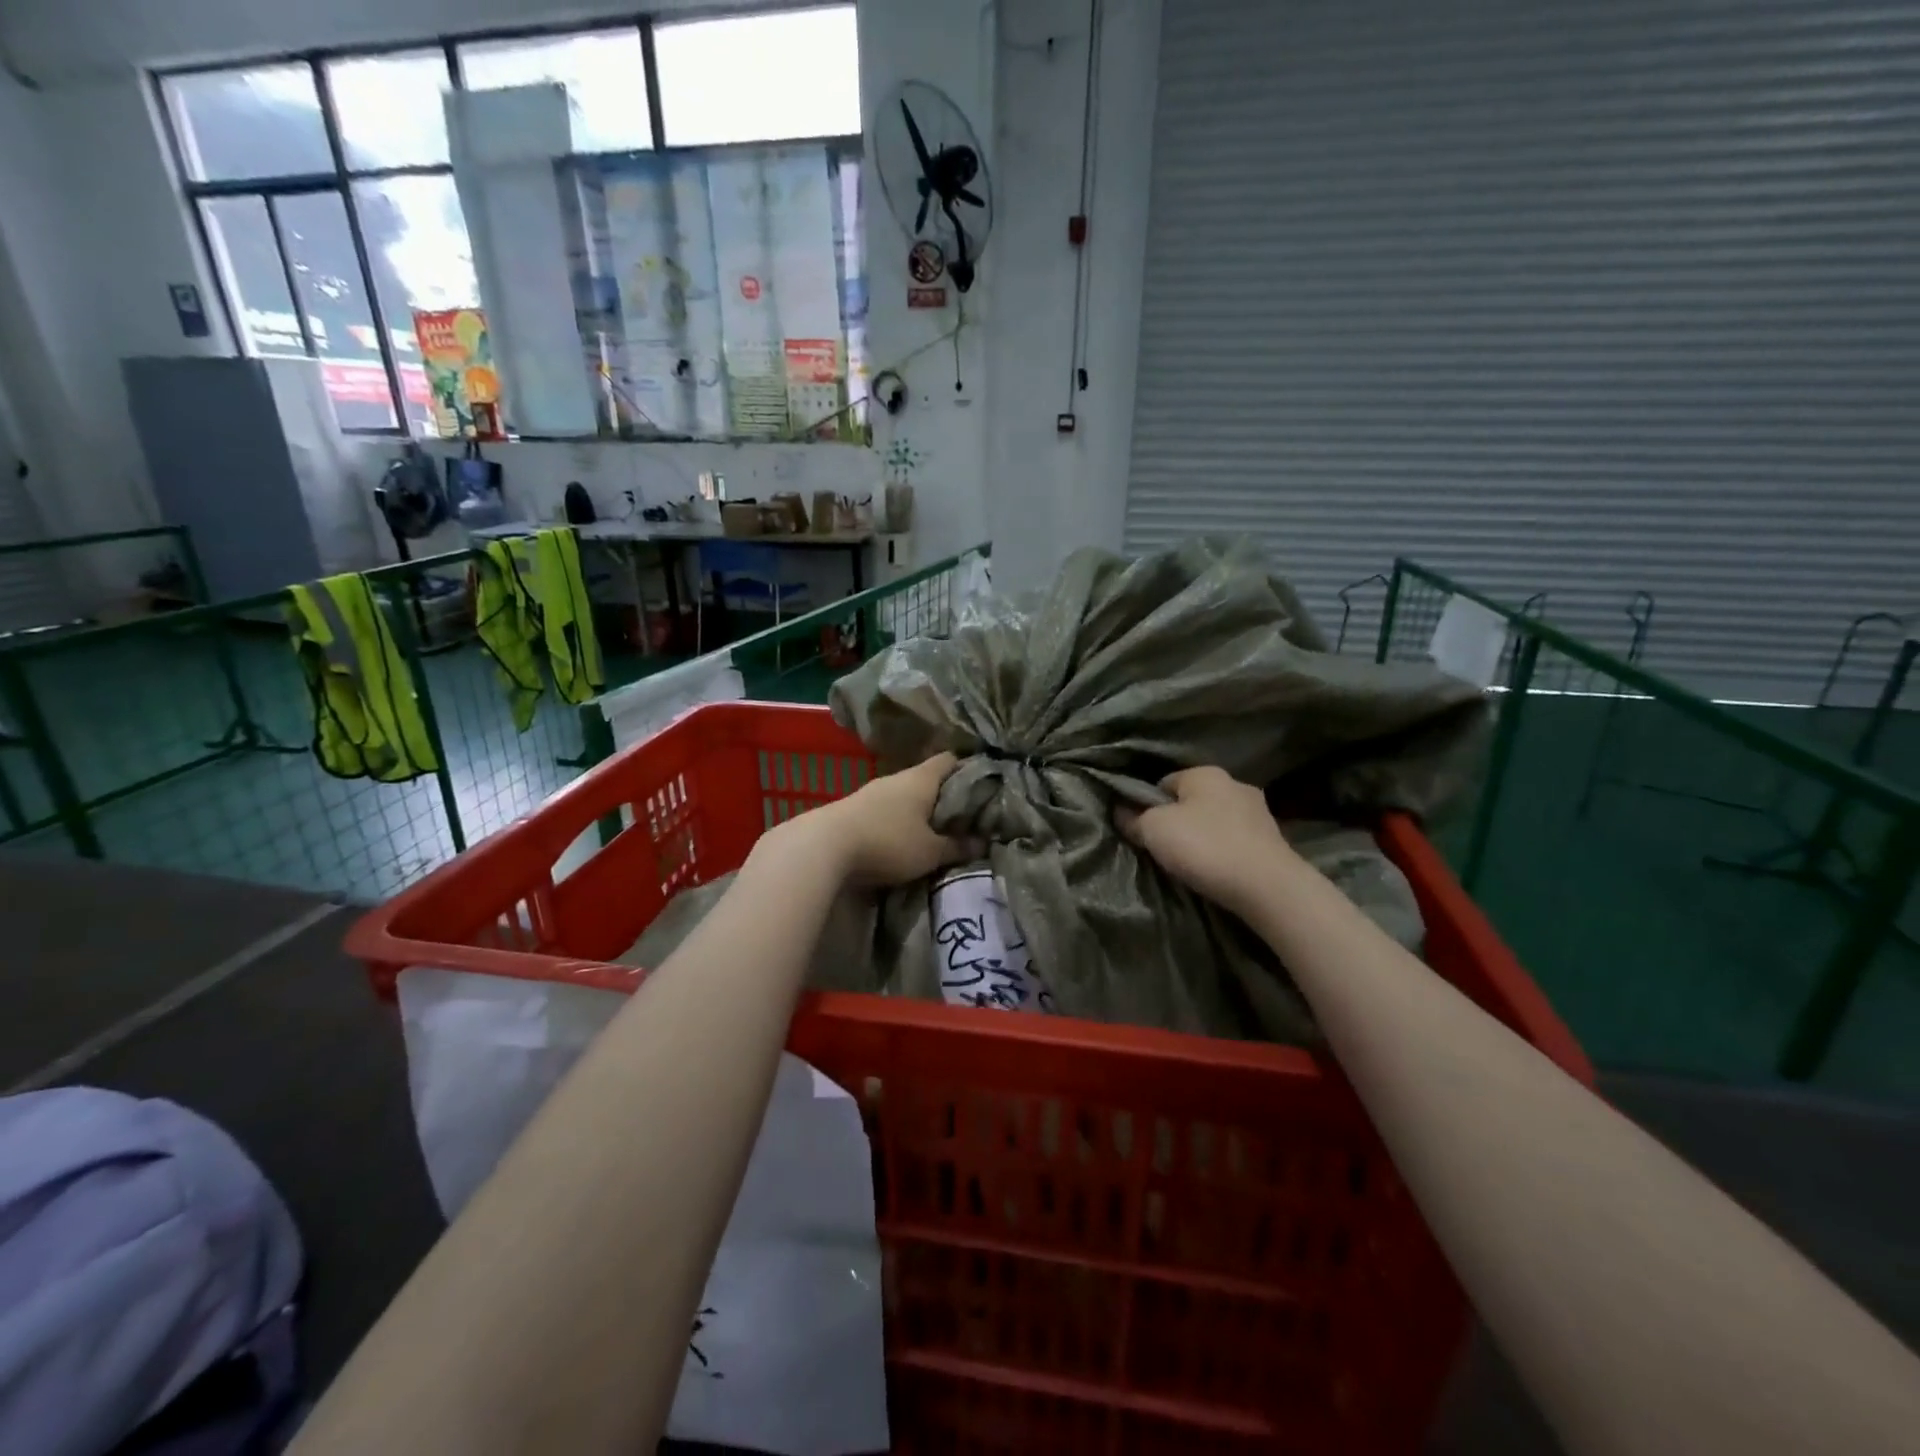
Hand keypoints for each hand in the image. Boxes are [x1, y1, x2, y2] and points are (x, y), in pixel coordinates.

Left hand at [783, 752, 979, 887]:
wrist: (823, 847)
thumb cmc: (888, 842)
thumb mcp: (930, 852)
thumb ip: (957, 847)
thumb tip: (983, 843)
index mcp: (921, 778)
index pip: (949, 760)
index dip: (967, 769)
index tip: (981, 786)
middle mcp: (897, 778)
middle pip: (926, 778)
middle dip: (942, 795)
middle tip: (960, 816)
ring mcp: (871, 791)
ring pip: (903, 794)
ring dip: (917, 809)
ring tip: (932, 830)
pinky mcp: (853, 809)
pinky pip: (884, 809)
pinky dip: (896, 820)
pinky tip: (900, 838)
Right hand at [1115, 766, 1295, 916]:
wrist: (1267, 887)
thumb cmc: (1204, 847)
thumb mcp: (1154, 830)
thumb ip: (1133, 818)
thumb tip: (1120, 810)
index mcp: (1205, 773)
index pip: (1163, 783)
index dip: (1148, 806)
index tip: (1142, 831)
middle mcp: (1234, 784)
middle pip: (1192, 802)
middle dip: (1178, 821)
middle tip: (1163, 849)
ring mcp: (1258, 812)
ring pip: (1216, 821)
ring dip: (1203, 837)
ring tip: (1191, 864)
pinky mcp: (1273, 840)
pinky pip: (1235, 841)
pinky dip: (1223, 852)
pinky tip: (1217, 871)